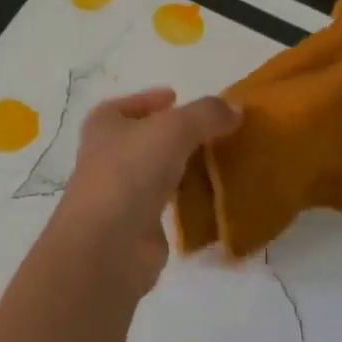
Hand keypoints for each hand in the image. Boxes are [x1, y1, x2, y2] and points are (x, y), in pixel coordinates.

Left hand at [57, 88, 241, 294]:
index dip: (150, 100)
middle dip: (174, 134)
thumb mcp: (175, 128)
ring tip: (220, 160)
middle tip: (211, 130)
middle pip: (144, 139)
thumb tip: (236, 109)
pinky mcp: (137, 225)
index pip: (126, 106)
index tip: (176, 97)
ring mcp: (120, 193)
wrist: (109, 244)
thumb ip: (207, 114)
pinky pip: (168, 204)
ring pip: (157, 172)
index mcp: (104, 125)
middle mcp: (107, 156)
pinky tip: (213, 195)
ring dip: (183, 166)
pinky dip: (188, 199)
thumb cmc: (131, 171)